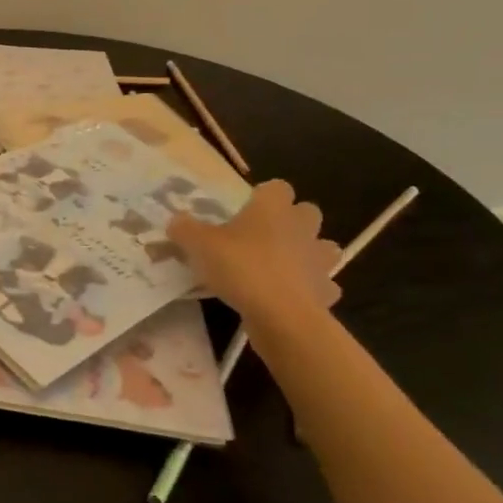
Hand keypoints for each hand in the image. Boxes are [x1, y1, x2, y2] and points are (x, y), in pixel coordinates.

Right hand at [168, 179, 341, 325]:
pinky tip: (290, 296)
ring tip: (282, 266)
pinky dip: (311, 288)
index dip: (263, 196)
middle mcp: (301, 227)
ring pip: (322, 247)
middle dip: (292, 221)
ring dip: (308, 252)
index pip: (277, 187)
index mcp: (272, 209)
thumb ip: (184, 228)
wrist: (281, 314)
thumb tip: (176, 220)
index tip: (246, 210)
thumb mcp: (198, 245)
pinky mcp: (326, 290)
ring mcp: (319, 259)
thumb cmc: (240, 267)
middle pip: (306, 212)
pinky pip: (322, 284)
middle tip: (263, 236)